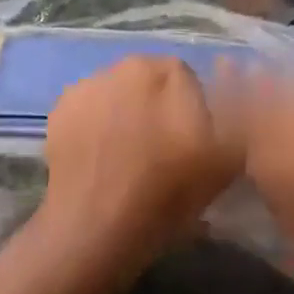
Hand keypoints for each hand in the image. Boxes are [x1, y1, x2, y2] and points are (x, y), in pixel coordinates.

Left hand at [40, 55, 241, 267]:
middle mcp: (124, 64)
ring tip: (124, 158)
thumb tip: (230, 88)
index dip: (190, 111)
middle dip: (154, 106)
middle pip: (148, 81)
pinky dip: (93, 125)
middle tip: (158, 151)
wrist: (96, 228)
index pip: (186, 79)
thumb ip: (233, 115)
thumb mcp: (224, 161)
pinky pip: (87, 109)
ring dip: (123, 113)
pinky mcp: (59, 107)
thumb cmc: (166, 195)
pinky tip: (98, 158)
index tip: (188, 144)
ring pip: (116, 93)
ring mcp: (87, 83)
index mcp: (166, 70)